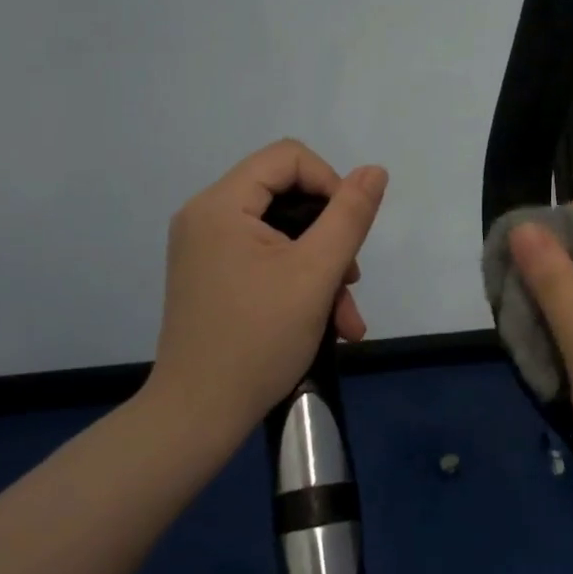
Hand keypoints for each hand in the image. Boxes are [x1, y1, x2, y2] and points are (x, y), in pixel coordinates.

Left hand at [151, 139, 388, 437]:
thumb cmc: (258, 340)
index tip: (349, 230)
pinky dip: (299, 282)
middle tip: (351, 281)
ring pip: (283, 234)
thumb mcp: (316, 274)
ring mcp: (206, 249)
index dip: (330, 183)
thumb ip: (349, 216)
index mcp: (221, 204)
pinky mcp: (212, 276)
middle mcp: (206, 217)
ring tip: (346, 318)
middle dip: (330, 237)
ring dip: (322, 269)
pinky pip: (265, 259)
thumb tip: (374, 170)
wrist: (198, 417)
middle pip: (287, 196)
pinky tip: (328, 325)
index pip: (288, 157)